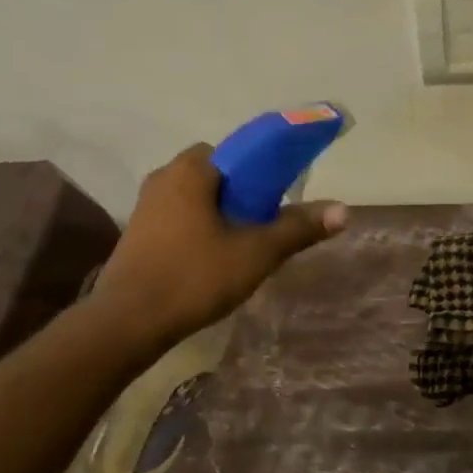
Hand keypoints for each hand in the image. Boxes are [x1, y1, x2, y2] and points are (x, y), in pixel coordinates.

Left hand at [92, 144, 347, 348]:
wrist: (129, 320)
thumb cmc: (194, 278)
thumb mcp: (255, 254)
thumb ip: (297, 228)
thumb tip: (343, 210)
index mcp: (191, 170)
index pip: (236, 151)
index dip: (263, 170)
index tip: (278, 198)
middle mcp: (163, 178)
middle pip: (216, 175)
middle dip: (242, 194)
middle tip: (263, 226)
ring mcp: (145, 207)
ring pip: (196, 199)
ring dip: (220, 215)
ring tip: (241, 248)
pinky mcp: (137, 234)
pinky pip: (179, 219)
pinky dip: (199, 230)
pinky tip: (211, 261)